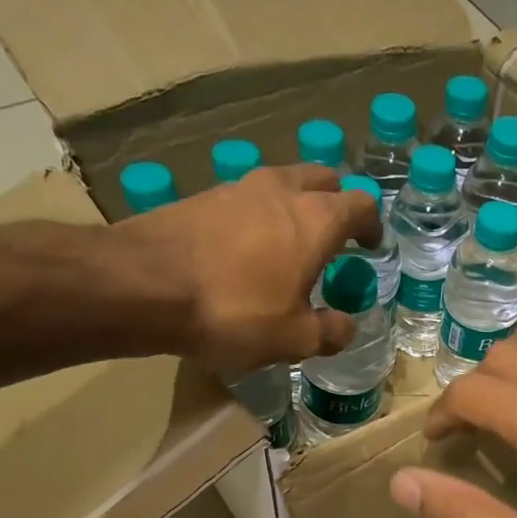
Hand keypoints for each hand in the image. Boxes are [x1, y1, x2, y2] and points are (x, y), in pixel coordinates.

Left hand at [104, 163, 380, 370]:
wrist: (145, 285)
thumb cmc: (234, 311)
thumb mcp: (294, 338)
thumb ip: (330, 332)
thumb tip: (346, 326)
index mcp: (316, 220)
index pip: (361, 204)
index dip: (372, 225)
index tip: (371, 247)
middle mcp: (282, 191)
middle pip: (323, 178)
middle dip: (336, 203)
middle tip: (335, 238)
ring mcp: (239, 187)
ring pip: (283, 183)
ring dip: (296, 206)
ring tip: (292, 244)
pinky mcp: (203, 196)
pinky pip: (248, 198)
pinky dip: (260, 216)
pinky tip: (249, 250)